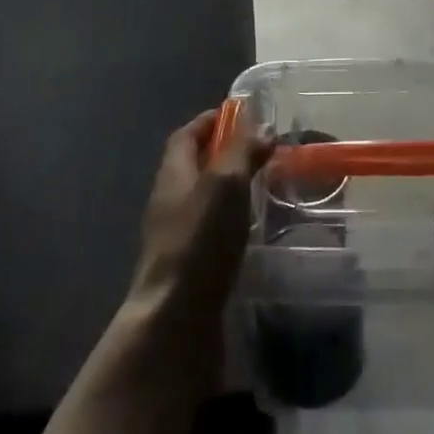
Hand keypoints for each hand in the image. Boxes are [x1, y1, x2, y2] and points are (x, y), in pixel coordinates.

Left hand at [126, 109, 271, 340]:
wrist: (175, 320)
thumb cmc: (199, 240)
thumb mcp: (226, 184)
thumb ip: (243, 151)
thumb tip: (262, 127)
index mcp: (173, 174)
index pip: (186, 135)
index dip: (209, 121)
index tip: (238, 113)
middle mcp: (169, 200)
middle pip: (193, 165)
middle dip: (222, 152)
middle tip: (260, 148)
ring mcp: (176, 236)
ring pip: (203, 198)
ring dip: (229, 187)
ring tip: (264, 185)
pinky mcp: (189, 267)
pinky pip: (210, 229)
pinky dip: (231, 219)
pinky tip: (254, 228)